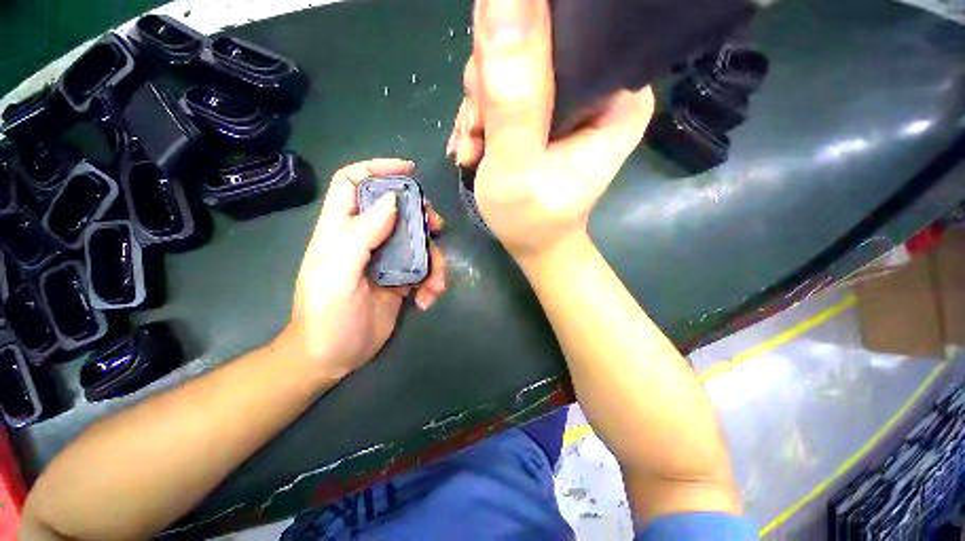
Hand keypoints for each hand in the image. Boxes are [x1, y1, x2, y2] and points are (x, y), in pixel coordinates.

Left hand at [278, 159, 445, 380]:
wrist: (334, 356)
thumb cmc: (327, 314)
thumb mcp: (338, 273)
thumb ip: (361, 234)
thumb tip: (392, 201)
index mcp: (342, 229)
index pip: (353, 183)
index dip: (378, 169)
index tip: (409, 171)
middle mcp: (366, 238)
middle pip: (398, 209)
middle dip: (420, 215)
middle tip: (436, 227)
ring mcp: (387, 259)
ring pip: (418, 241)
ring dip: (434, 259)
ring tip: (436, 284)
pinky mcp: (402, 279)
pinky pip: (425, 269)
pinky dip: (432, 281)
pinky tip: (428, 299)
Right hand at [446, 0, 653, 259]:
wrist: (531, 241)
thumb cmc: (531, 218)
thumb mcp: (517, 163)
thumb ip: (511, 95)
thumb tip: (502, 0)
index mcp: (615, 97)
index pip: (568, 34)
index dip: (516, 50)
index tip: (486, 97)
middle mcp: (599, 89)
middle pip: (533, 50)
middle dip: (490, 90)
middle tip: (477, 132)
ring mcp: (570, 101)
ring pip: (511, 69)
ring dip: (480, 107)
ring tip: (473, 146)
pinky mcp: (547, 113)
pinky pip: (504, 92)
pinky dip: (481, 118)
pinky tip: (474, 145)